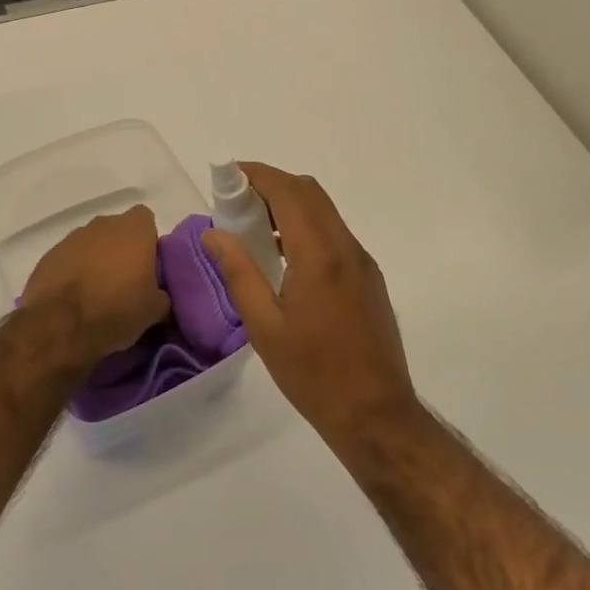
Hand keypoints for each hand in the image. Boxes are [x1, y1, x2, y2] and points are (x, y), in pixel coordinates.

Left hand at [21, 206, 170, 367]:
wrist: (60, 326)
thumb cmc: (116, 310)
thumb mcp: (154, 310)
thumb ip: (161, 294)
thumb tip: (158, 296)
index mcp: (134, 229)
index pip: (146, 219)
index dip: (147, 240)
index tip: (147, 265)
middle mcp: (103, 224)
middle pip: (117, 230)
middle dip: (120, 249)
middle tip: (124, 280)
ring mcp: (73, 237)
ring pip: (91, 243)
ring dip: (95, 260)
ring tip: (96, 292)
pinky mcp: (49, 255)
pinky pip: (69, 258)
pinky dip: (72, 271)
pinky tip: (72, 297)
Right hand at [202, 164, 417, 448]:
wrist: (376, 415)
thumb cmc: (313, 374)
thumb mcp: (264, 327)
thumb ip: (239, 273)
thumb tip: (214, 234)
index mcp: (320, 255)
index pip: (289, 192)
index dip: (258, 174)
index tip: (228, 174)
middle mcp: (346, 248)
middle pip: (310, 192)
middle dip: (273, 185)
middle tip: (237, 202)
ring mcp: (362, 261)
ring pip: (325, 212)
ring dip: (291, 206)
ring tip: (255, 230)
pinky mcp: (369, 278)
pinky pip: (335, 235)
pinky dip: (307, 228)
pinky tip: (285, 259)